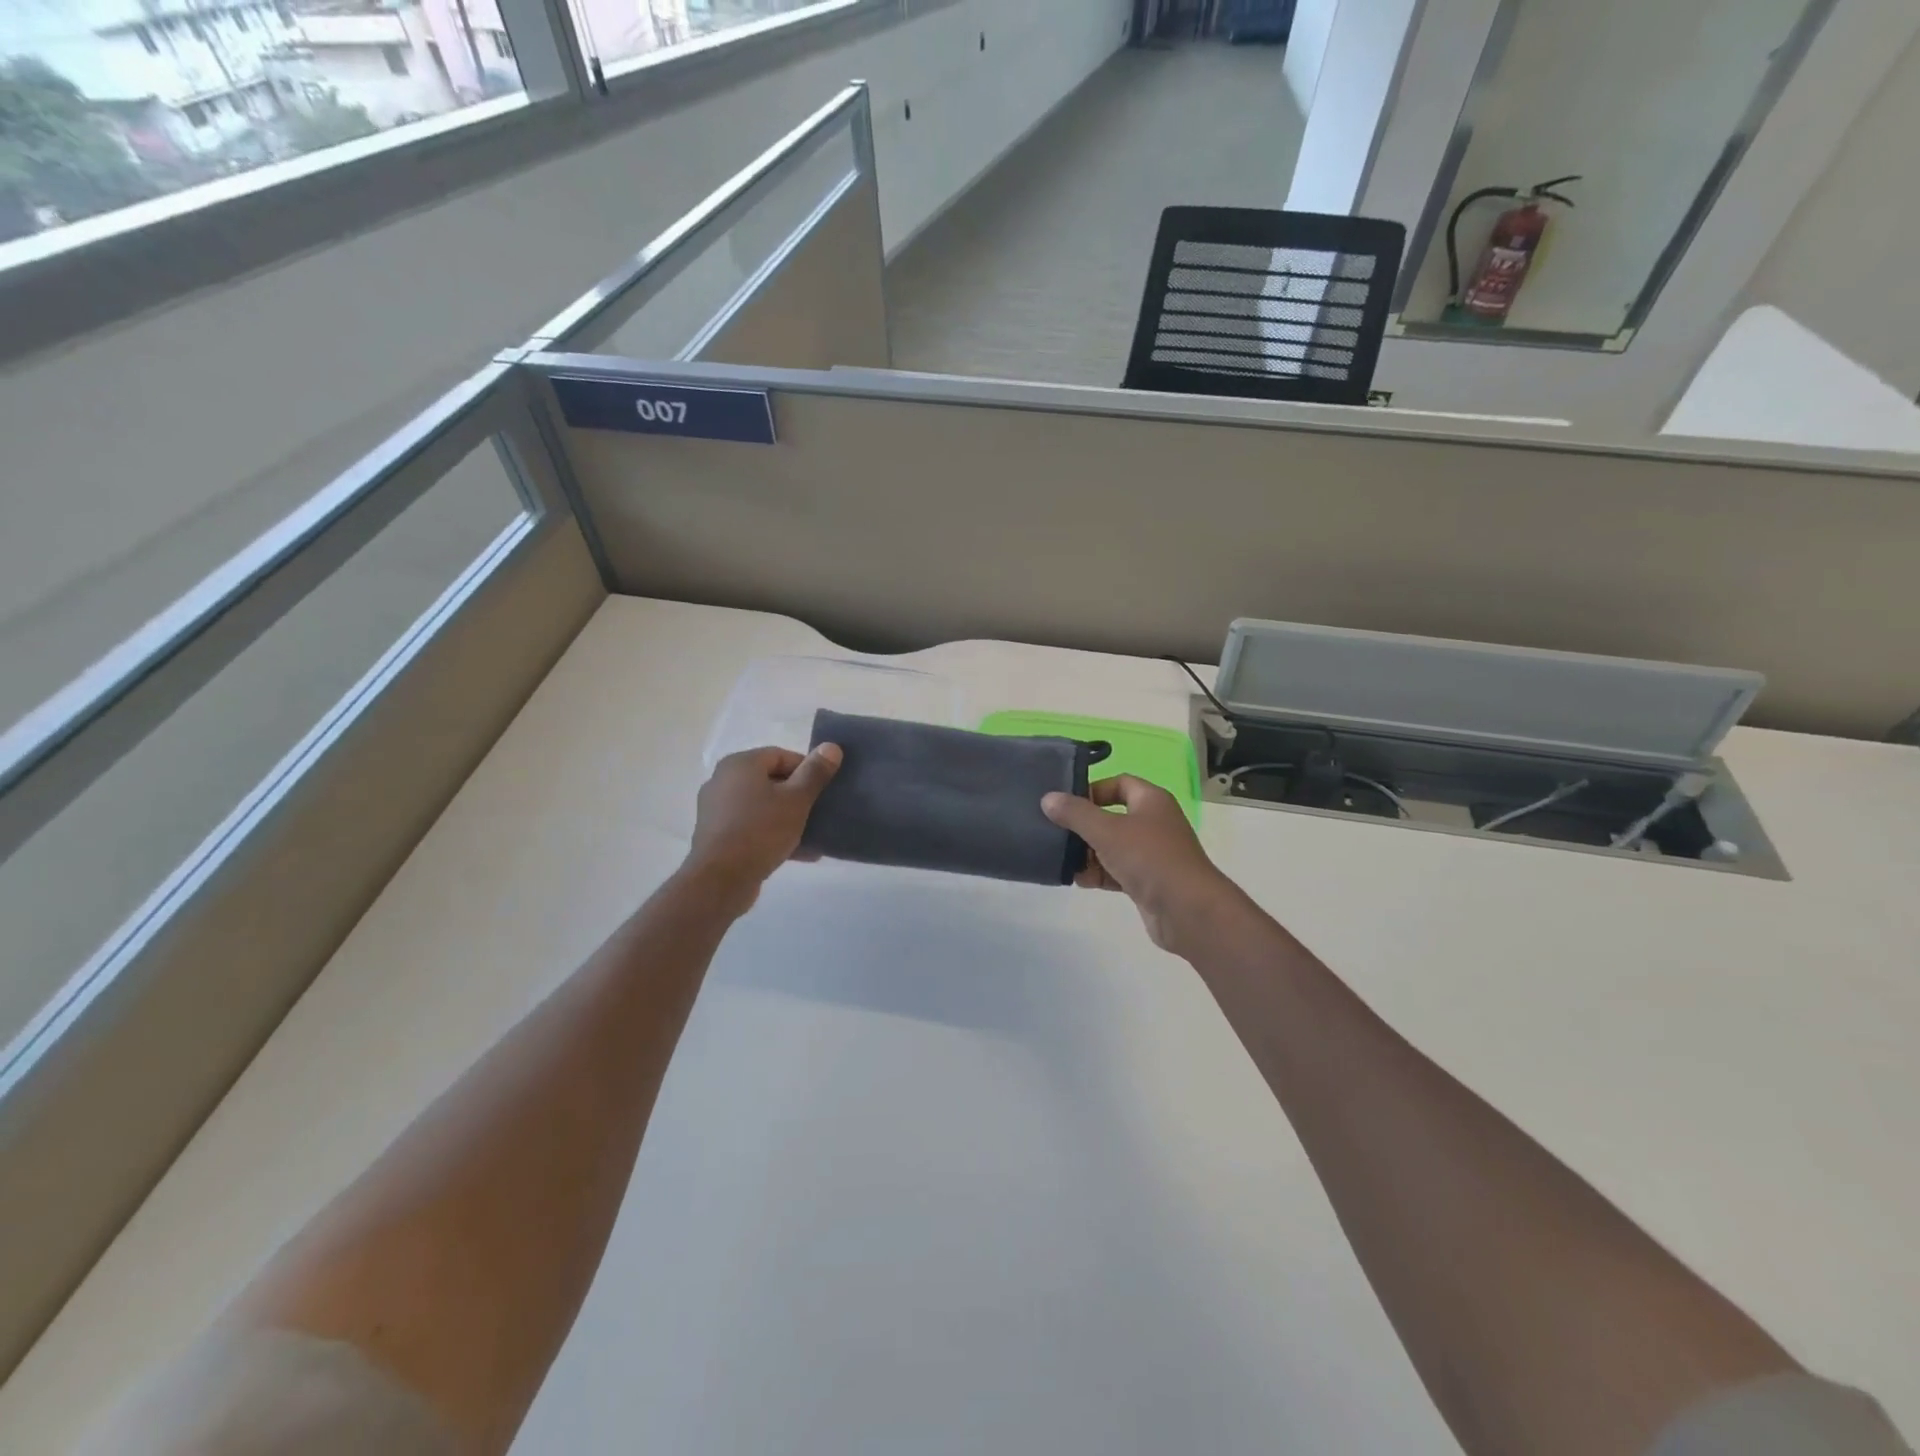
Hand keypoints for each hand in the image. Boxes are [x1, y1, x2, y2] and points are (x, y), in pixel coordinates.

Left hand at [684, 744, 841, 909]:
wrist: (721, 879)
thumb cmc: (761, 830)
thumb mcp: (796, 800)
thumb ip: (815, 772)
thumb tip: (831, 746)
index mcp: (740, 764)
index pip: (781, 755)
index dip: (807, 769)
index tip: (825, 788)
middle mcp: (724, 781)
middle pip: (771, 781)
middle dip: (799, 796)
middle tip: (821, 810)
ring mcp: (718, 810)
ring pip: (763, 807)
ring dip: (789, 818)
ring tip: (814, 835)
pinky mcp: (718, 836)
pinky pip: (753, 827)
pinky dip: (774, 835)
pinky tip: (799, 852)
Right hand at [1042, 775, 1242, 955]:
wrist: (1188, 910)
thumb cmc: (1149, 858)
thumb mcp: (1107, 831)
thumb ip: (1075, 814)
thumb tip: (1048, 798)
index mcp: (1151, 801)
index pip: (1119, 783)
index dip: (1093, 789)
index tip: (1067, 804)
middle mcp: (1154, 823)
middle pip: (1112, 816)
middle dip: (1084, 826)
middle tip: (1057, 834)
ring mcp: (1152, 854)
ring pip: (1112, 847)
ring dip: (1089, 854)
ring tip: (1064, 861)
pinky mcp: (1148, 882)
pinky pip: (1117, 871)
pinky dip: (1100, 874)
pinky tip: (1081, 881)